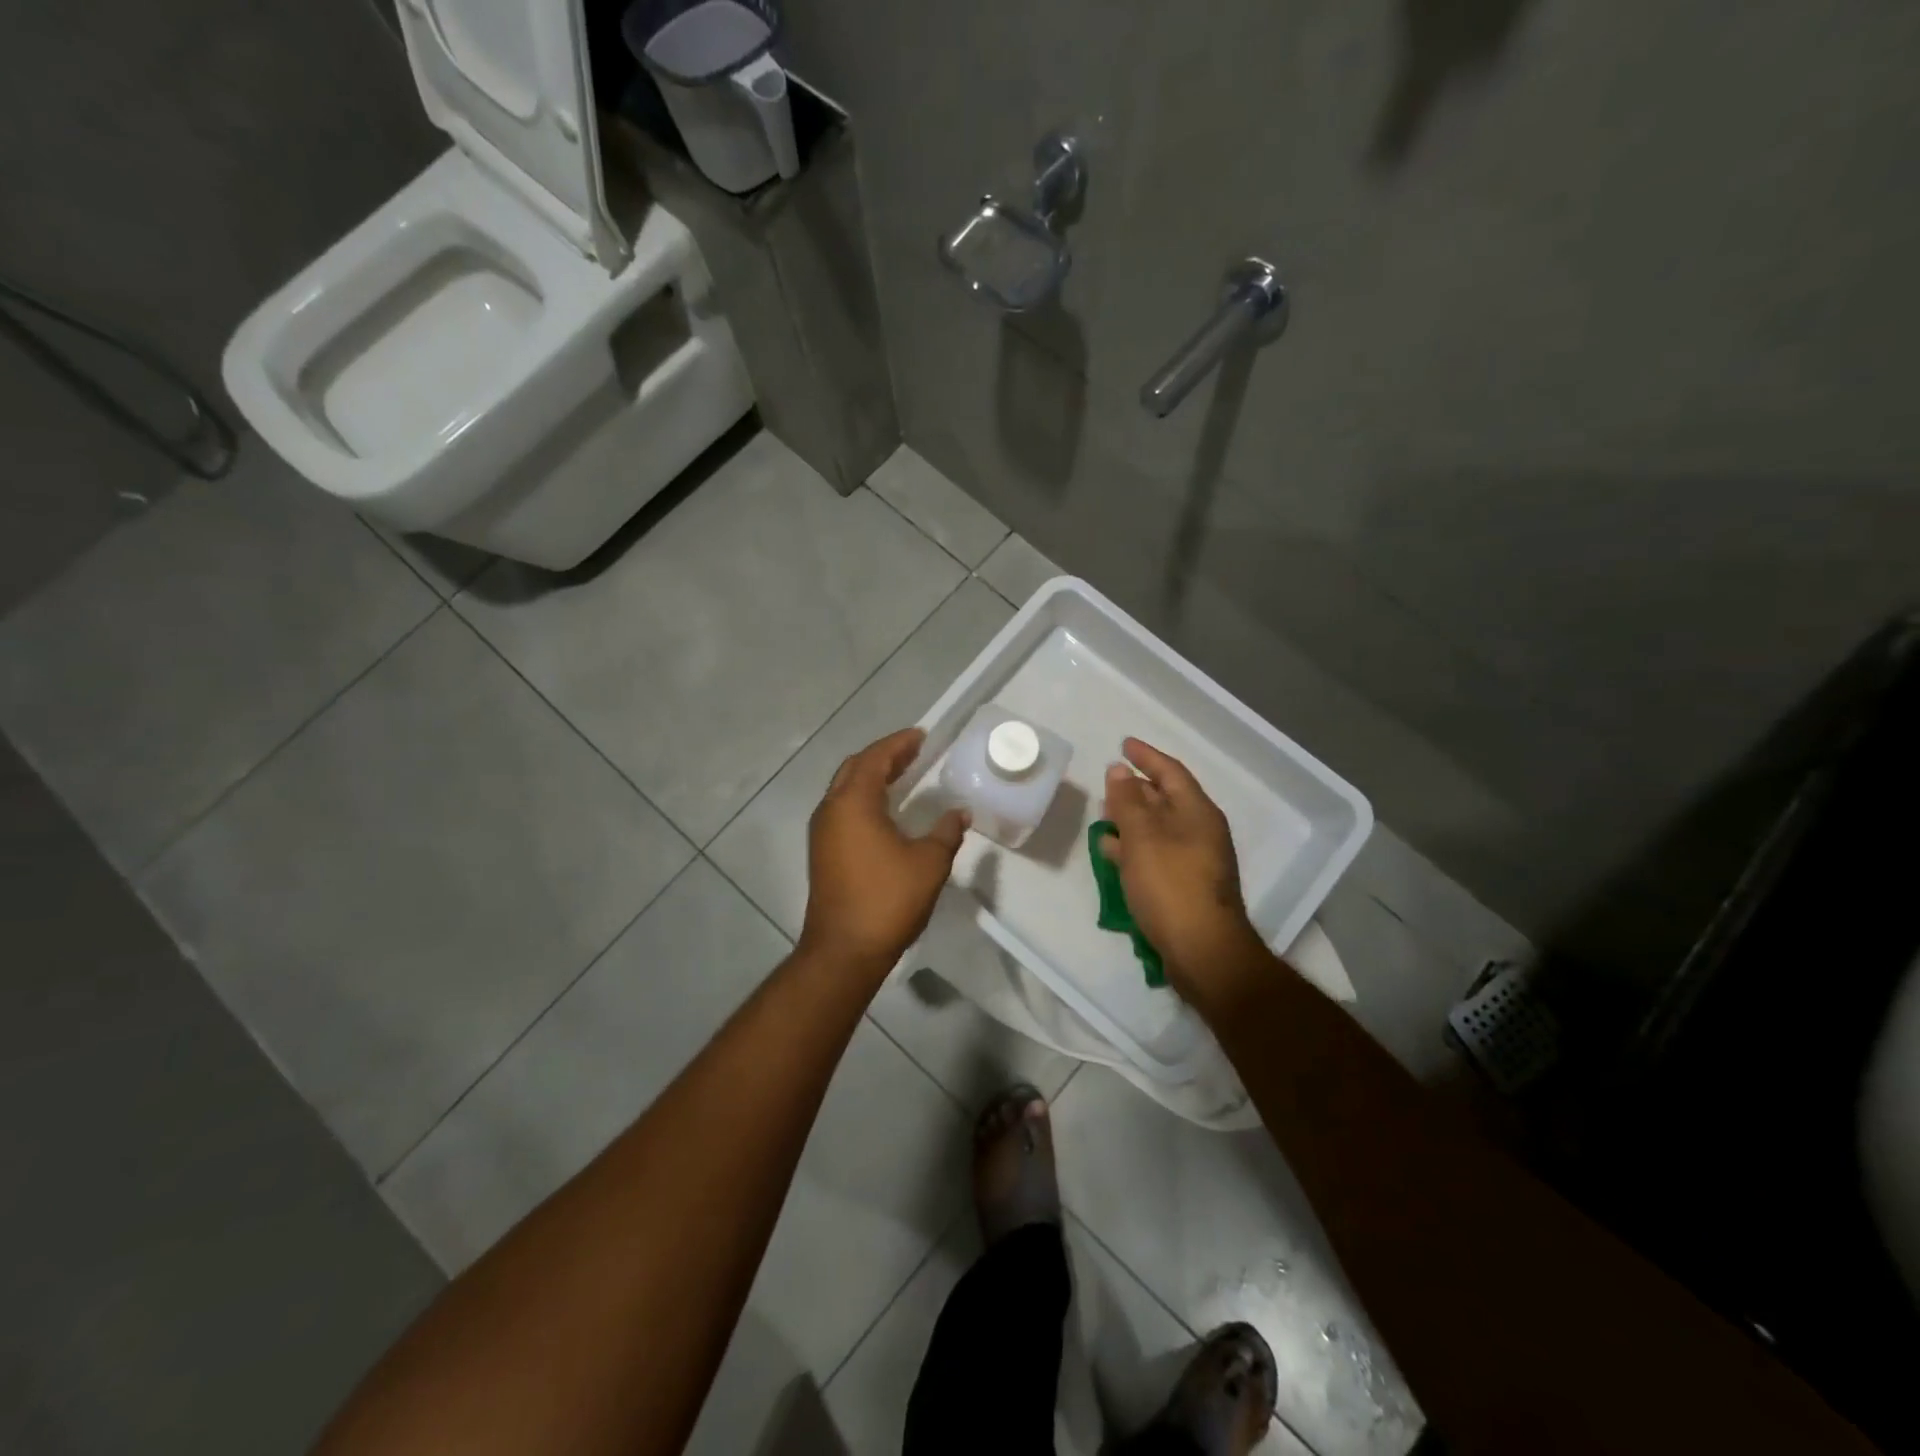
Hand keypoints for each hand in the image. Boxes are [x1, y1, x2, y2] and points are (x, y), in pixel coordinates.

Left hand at [799, 728, 968, 976]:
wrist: (844, 949)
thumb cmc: (888, 900)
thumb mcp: (929, 863)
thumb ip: (946, 832)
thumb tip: (958, 812)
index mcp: (853, 803)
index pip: (875, 758)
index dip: (898, 743)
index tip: (921, 736)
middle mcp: (831, 810)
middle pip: (854, 768)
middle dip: (883, 756)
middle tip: (913, 753)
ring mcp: (822, 832)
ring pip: (845, 789)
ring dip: (871, 777)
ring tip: (902, 775)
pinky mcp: (822, 852)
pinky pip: (843, 810)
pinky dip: (864, 798)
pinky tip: (886, 810)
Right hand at [1100, 738, 1268, 1006]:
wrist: (1202, 951)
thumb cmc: (1171, 885)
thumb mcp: (1143, 837)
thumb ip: (1128, 801)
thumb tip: (1119, 771)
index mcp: (1197, 812)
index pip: (1171, 772)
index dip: (1146, 756)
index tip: (1124, 745)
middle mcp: (1201, 832)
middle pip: (1166, 799)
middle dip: (1137, 788)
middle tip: (1109, 781)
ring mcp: (1195, 861)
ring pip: (1159, 829)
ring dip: (1132, 819)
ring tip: (1104, 815)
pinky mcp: (1185, 887)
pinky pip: (1156, 854)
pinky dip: (1134, 848)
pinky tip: (1113, 853)